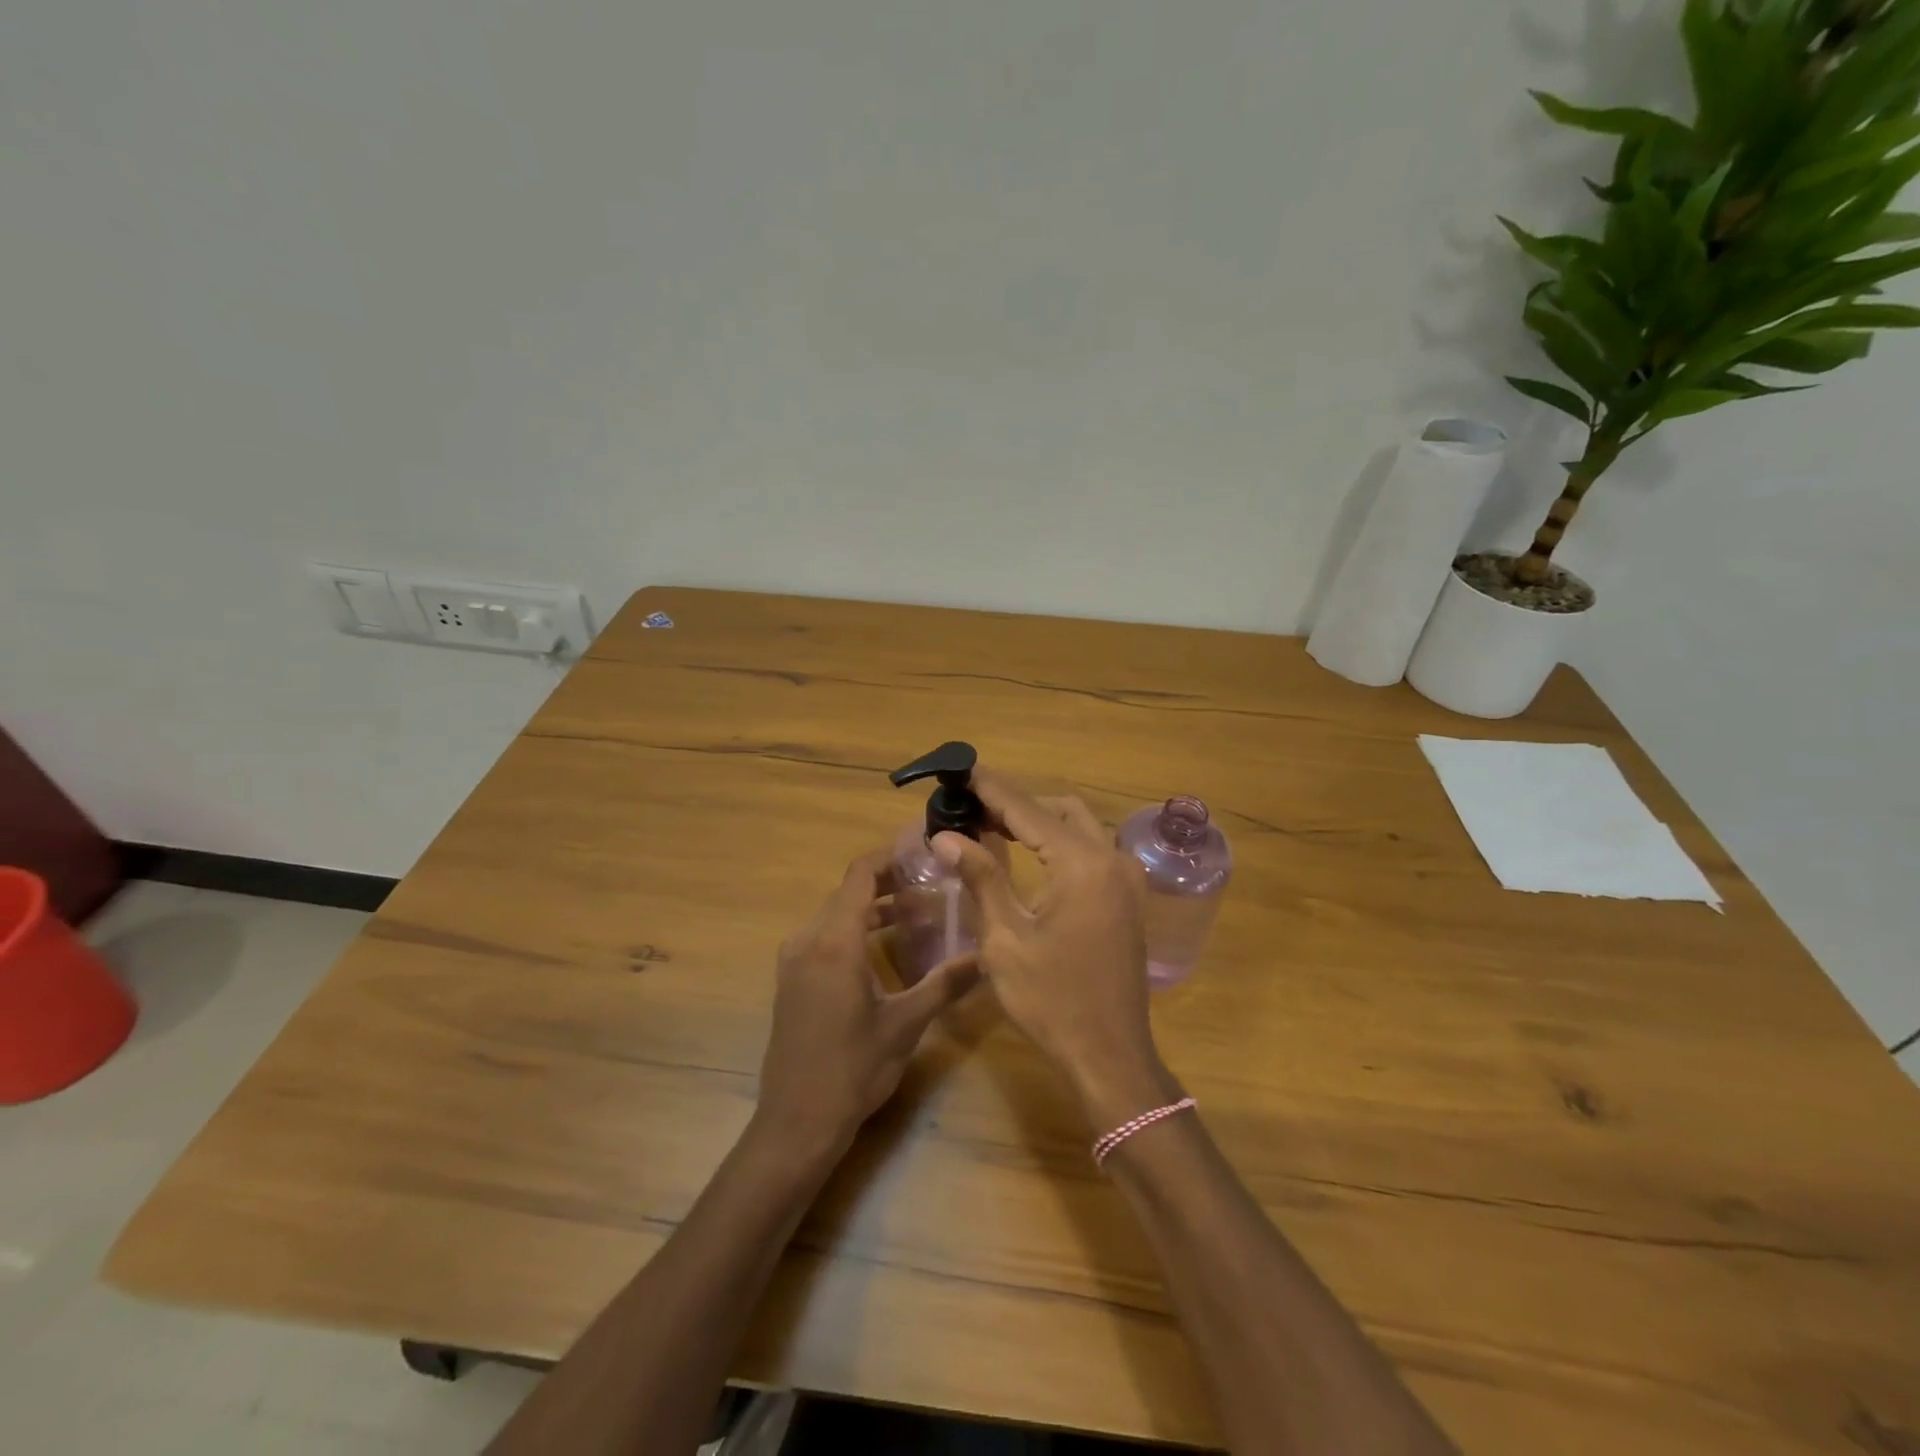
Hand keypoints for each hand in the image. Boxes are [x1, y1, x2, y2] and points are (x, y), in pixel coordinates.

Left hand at [755, 848, 977, 1154]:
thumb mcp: (906, 1024)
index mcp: (834, 941)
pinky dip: (855, 929)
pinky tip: (884, 946)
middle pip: (848, 891)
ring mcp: (794, 960)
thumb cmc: (853, 1069)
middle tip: (931, 882)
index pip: (860, 874)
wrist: (796, 1122)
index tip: (923, 851)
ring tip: (916, 910)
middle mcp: (808, 940)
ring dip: (872, 906)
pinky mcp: (792, 979)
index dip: (890, 856)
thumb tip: (987, 955)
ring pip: (836, 914)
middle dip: (888, 881)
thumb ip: (945, 982)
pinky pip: (824, 936)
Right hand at [933, 773, 1179, 1128]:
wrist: (1109, 1054)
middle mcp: (1112, 858)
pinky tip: (1030, 856)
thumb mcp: (1005, 939)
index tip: (962, 771)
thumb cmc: (1051, 1000)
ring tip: (993, 828)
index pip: (1028, 811)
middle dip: (1016, 804)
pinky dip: (1060, 842)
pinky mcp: (1129, 897)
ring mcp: (1127, 878)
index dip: (992, 789)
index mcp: (1082, 864)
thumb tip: (946, 836)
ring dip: (1040, 821)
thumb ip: (981, 878)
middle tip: (971, 809)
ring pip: (1080, 826)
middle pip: (1059, 809)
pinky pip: (1092, 850)